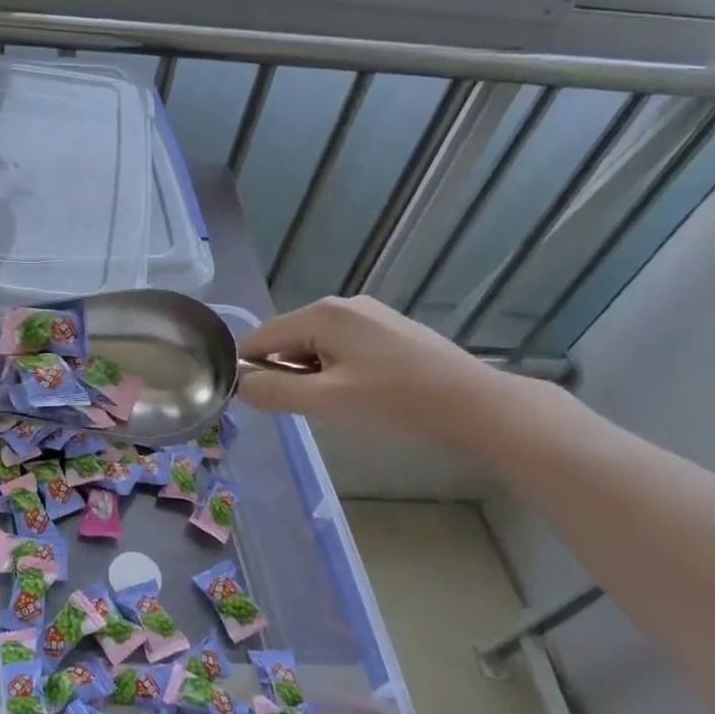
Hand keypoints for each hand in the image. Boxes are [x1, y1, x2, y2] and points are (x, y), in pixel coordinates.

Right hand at [237, 296, 520, 448]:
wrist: (476, 406)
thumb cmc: (396, 401)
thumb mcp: (327, 401)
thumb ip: (275, 391)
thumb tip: (239, 385)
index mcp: (321, 313)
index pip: (260, 338)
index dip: (249, 370)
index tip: (259, 404)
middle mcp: (342, 304)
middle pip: (287, 338)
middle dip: (284, 373)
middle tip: (305, 409)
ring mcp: (369, 314)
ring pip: (315, 344)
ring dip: (311, 374)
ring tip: (336, 405)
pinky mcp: (388, 329)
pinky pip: (341, 346)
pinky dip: (335, 369)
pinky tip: (359, 393)